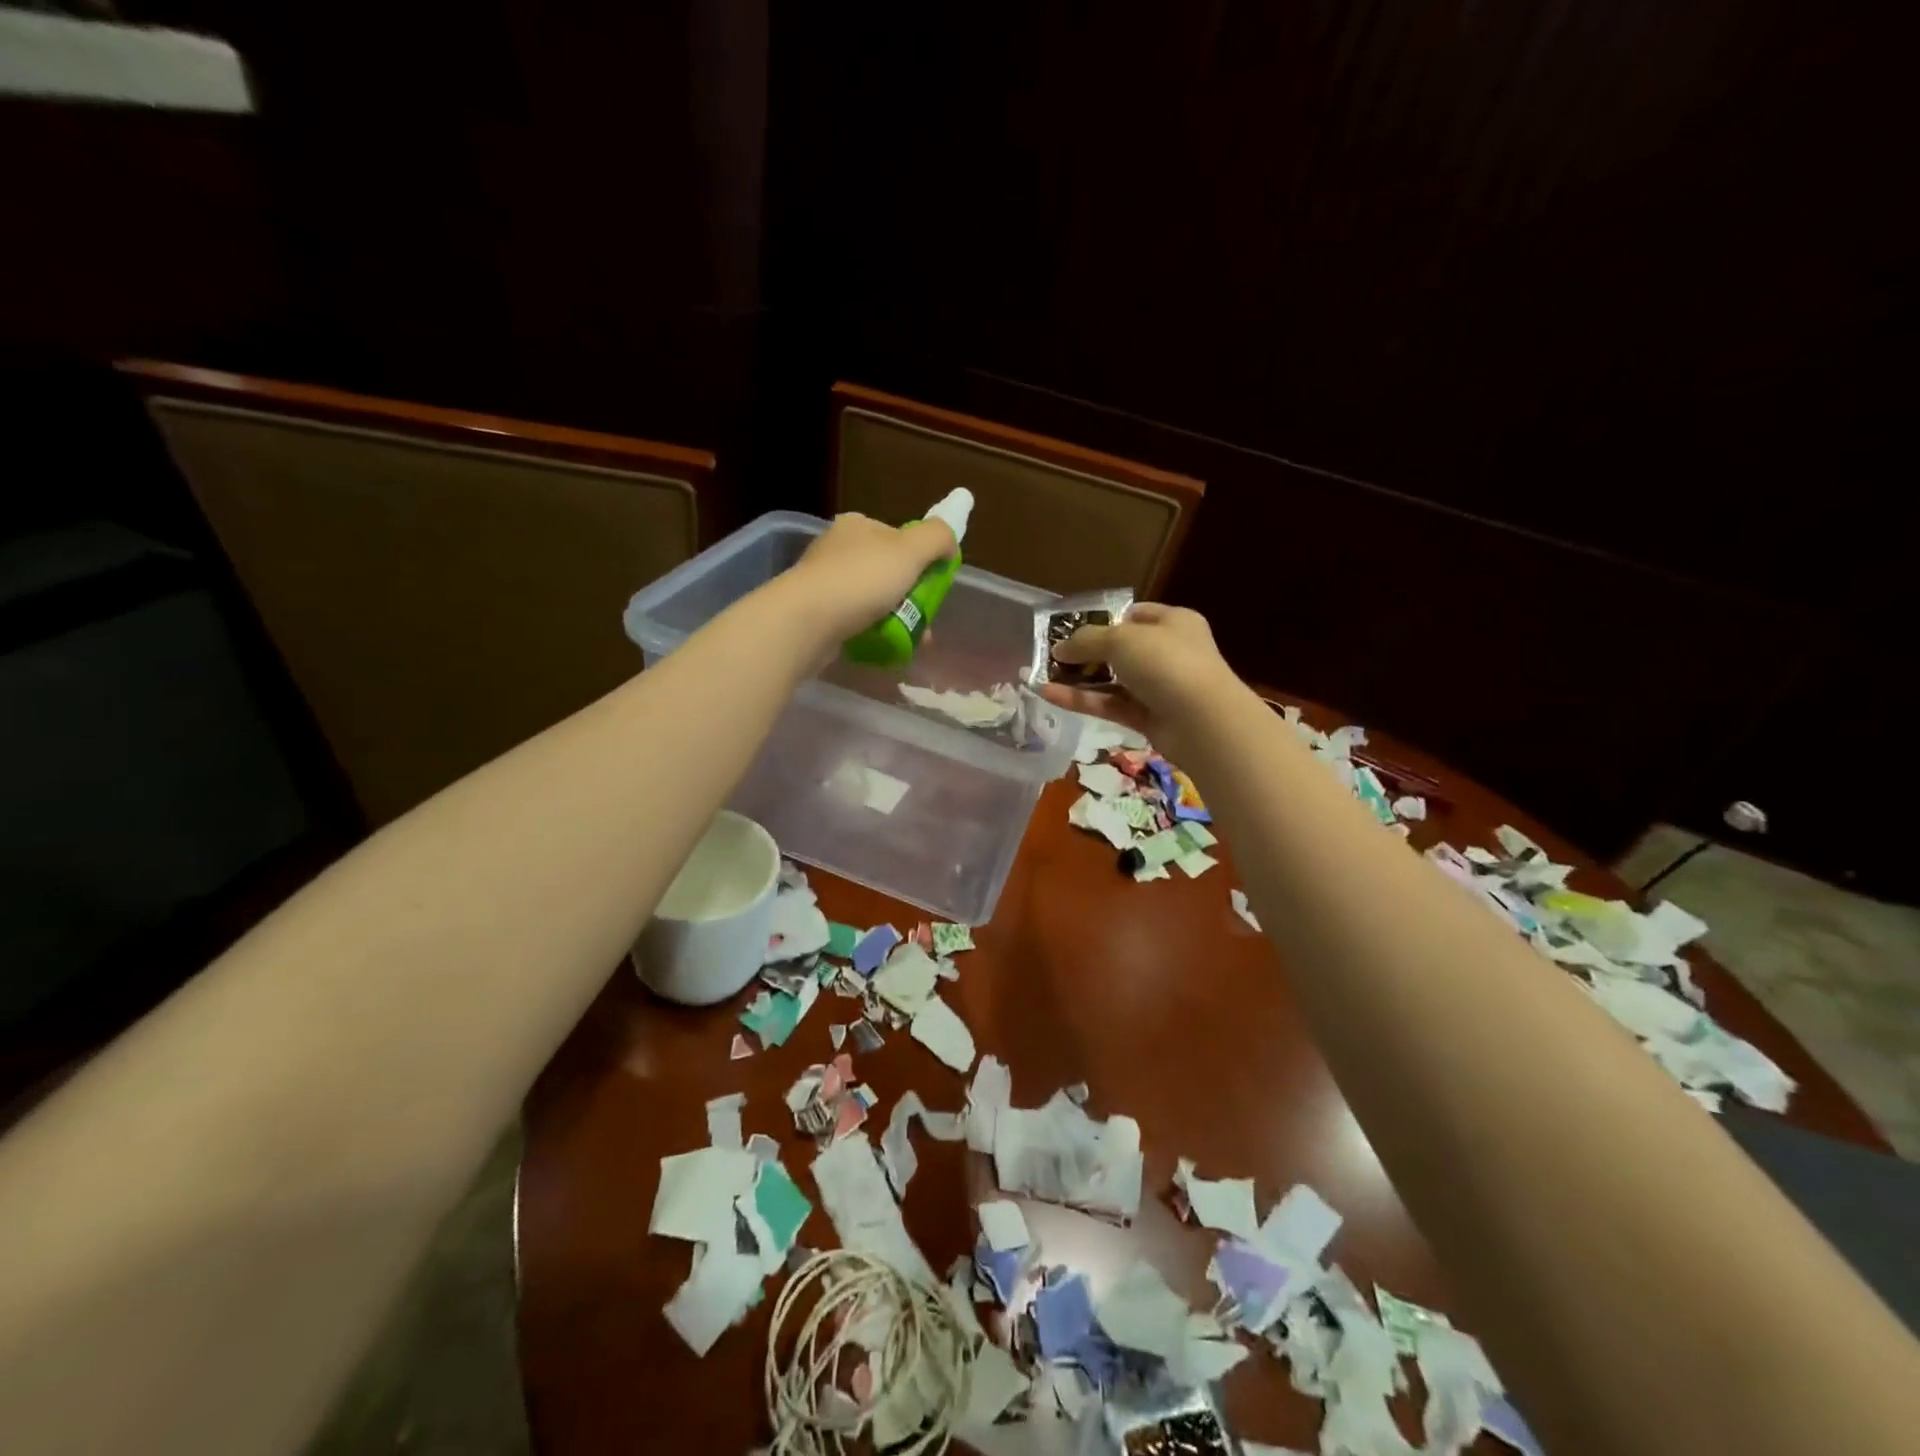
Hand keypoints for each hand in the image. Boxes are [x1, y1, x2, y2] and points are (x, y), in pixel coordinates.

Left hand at [777, 511, 958, 645]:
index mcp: (857, 526)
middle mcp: (836, 548)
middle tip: (925, 620)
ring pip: (872, 599)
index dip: (920, 560)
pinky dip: (873, 633)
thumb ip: (937, 538)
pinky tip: (884, 647)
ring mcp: (823, 582)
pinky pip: (854, 622)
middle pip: (887, 571)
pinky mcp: (815, 613)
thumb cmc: (861, 580)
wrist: (806, 622)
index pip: (898, 538)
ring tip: (911, 640)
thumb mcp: (910, 549)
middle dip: (911, 596)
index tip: (932, 584)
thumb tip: (949, 544)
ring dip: (896, 619)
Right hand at [1037, 603, 1238, 750]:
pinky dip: (1082, 700)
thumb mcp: (1121, 640)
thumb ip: (1086, 641)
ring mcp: (1158, 687)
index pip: (1135, 615)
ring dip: (1079, 679)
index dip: (1104, 619)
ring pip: (1112, 680)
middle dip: (1086, 652)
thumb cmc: (1166, 663)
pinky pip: (1110, 705)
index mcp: (1172, 622)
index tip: (1073, 629)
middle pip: (1120, 649)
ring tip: (1042, 676)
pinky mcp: (1148, 718)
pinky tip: (1049, 695)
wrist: (1203, 721)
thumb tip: (1059, 648)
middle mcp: (1168, 652)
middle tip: (1051, 655)